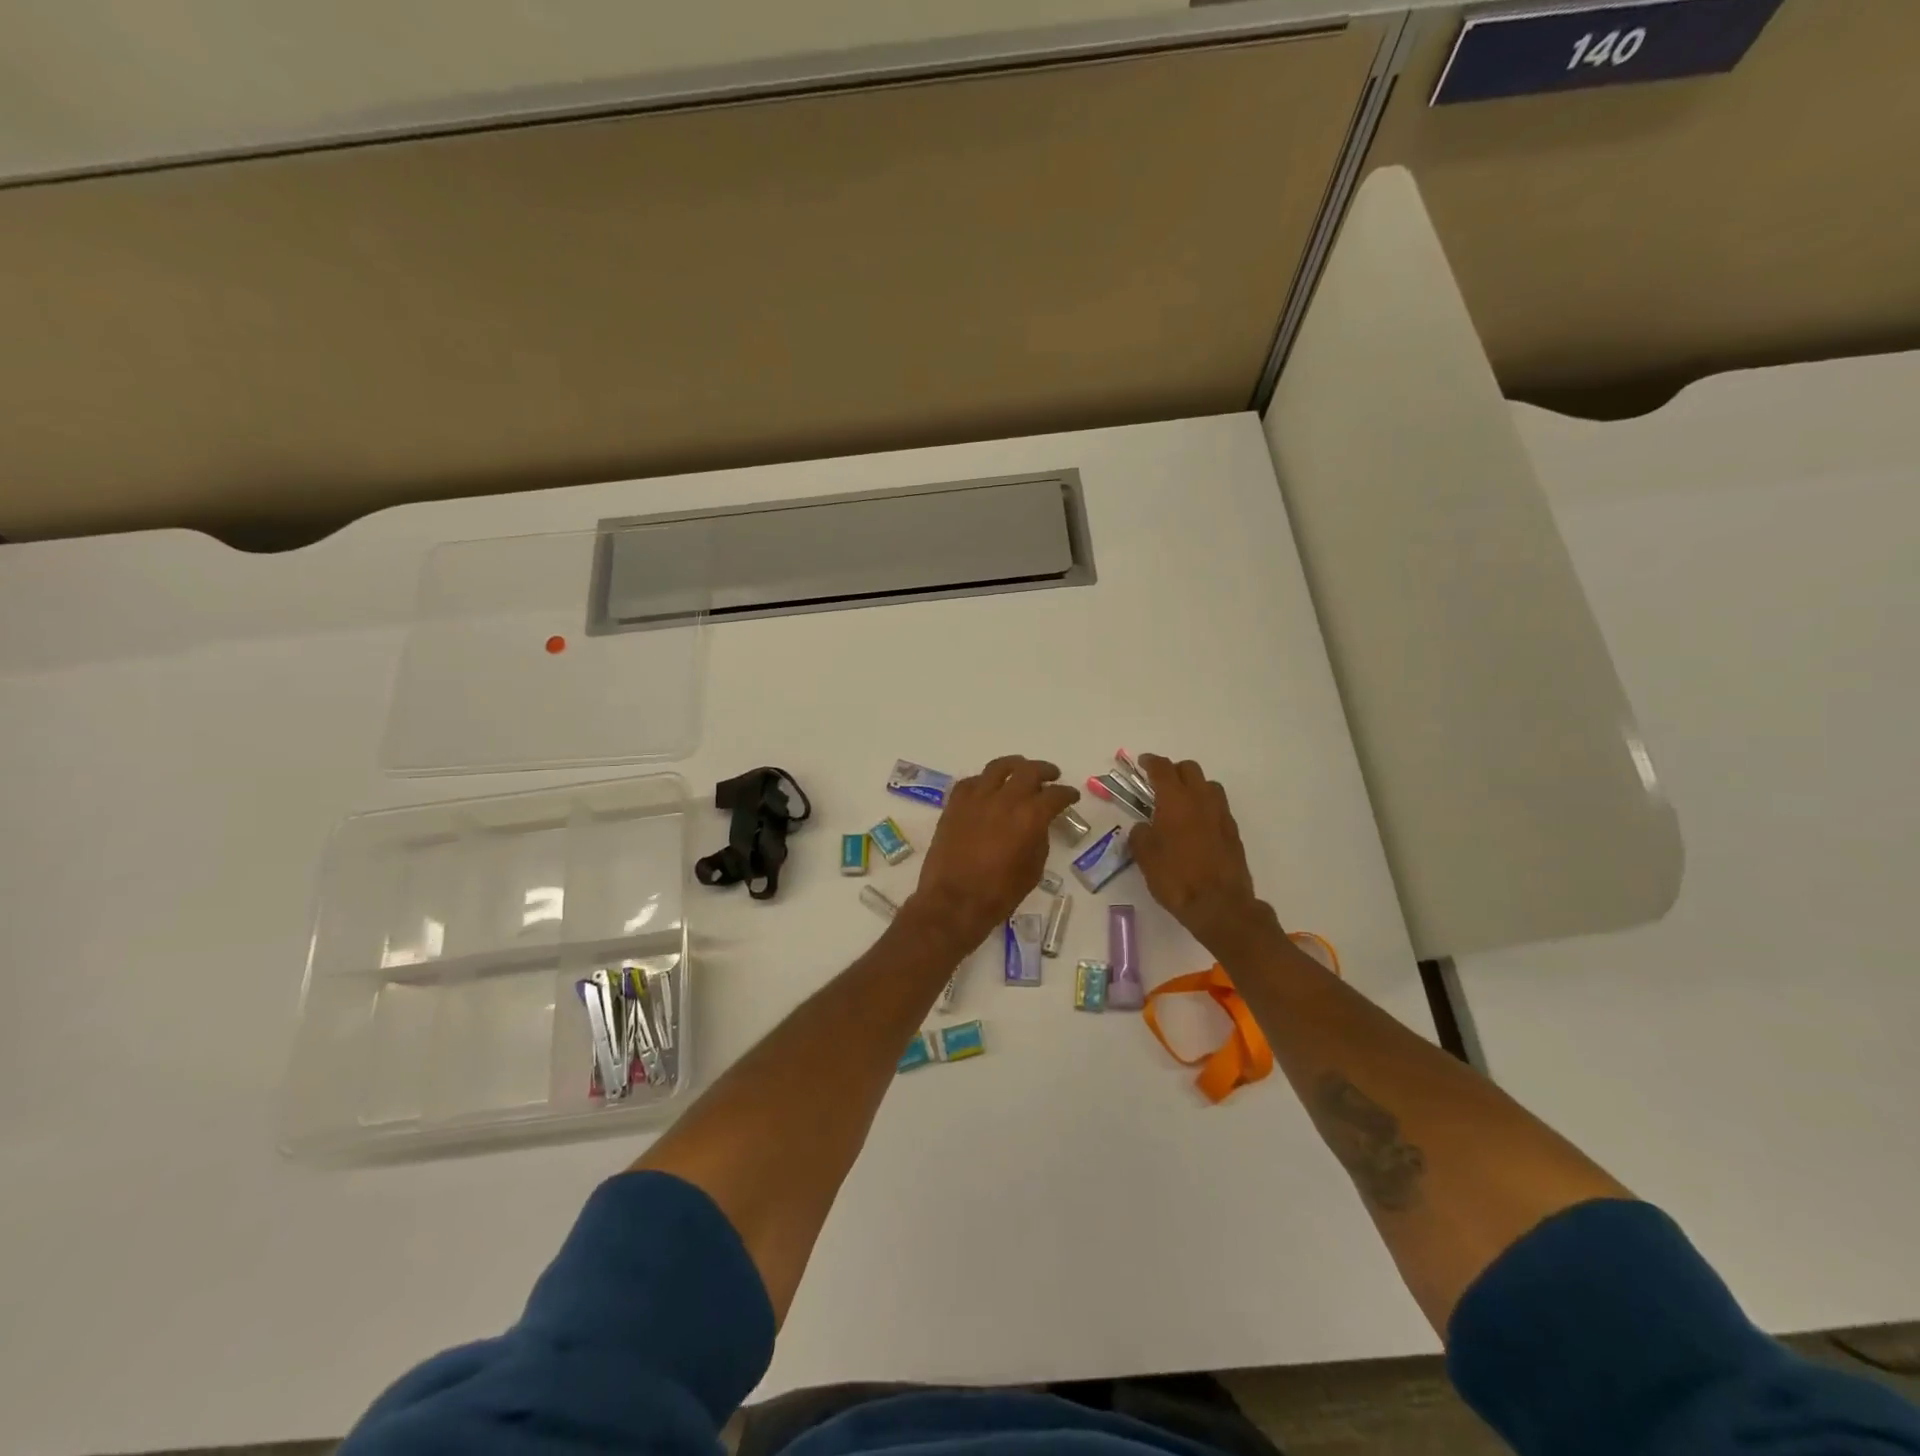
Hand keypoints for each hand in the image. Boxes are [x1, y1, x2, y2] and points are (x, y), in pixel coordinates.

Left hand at [907, 756, 1078, 950]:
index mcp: (1030, 816)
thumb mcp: (1033, 870)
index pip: (1055, 795)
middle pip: (1029, 771)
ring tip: (1020, 769)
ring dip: (1014, 765)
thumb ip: (1039, 839)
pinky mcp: (954, 804)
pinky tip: (987, 787)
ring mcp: (976, 798)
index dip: (1067, 794)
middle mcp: (1005, 799)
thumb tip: (1038, 824)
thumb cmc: (999, 893)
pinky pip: (971, 782)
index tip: (1071, 796)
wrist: (954, 901)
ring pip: (998, 767)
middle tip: (1051, 776)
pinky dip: (983, 781)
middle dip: (1044, 771)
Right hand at [1128, 754, 1278, 959]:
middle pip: (1189, 769)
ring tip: (1180, 802)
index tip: (1143, 762)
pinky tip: (1196, 824)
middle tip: (1159, 783)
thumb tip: (1143, 827)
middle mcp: (1201, 800)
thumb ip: (1140, 835)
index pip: (1163, 769)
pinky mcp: (1233, 832)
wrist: (1220, 905)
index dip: (1151, 762)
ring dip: (1193, 786)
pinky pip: (1218, 806)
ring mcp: (1221, 814)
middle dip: (1173, 770)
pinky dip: (1205, 806)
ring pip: (1208, 785)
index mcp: (1175, 801)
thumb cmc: (1176, 878)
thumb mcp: (1145, 857)